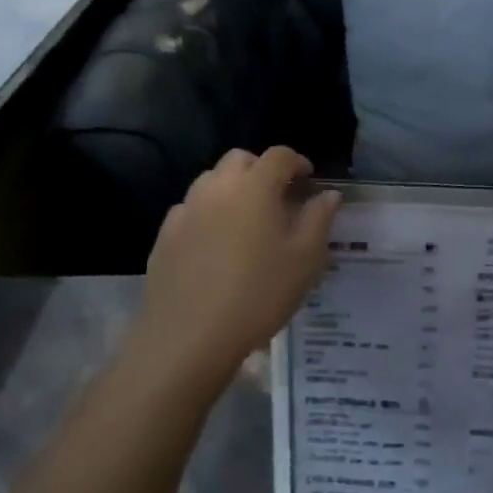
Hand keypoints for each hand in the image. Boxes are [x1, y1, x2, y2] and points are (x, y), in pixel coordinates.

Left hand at [135, 147, 339, 397]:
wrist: (190, 337)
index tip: (308, 180)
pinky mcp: (165, 236)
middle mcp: (217, 188)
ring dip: (232, 188)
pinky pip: (190, 209)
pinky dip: (207, 213)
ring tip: (247, 219)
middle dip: (261, 169)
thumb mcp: (305, 259)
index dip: (297, 162)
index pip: (279, 155)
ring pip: (211, 181)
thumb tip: (327, 195)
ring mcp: (186, 210)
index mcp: (255, 187)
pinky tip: (215, 244)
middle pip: (240, 160)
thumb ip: (319, 219)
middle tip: (278, 197)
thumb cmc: (259, 294)